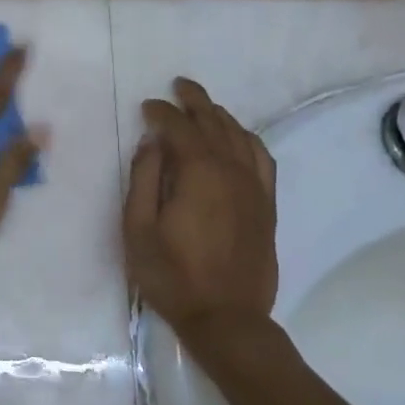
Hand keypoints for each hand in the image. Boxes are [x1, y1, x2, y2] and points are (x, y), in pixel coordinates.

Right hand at [124, 78, 276, 330]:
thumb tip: (152, 143)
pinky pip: (262, 159)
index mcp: (199, 173)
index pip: (179, 128)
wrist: (226, 317)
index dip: (162, 113)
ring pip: (241, 136)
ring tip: (204, 107)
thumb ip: (143, 179)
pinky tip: (239, 138)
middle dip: (194, 102)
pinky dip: (248, 140)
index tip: (147, 106)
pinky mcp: (266, 205)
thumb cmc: (172, 275)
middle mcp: (232, 171)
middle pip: (215, 123)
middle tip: (178, 87)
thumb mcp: (138, 229)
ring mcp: (254, 188)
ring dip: (220, 116)